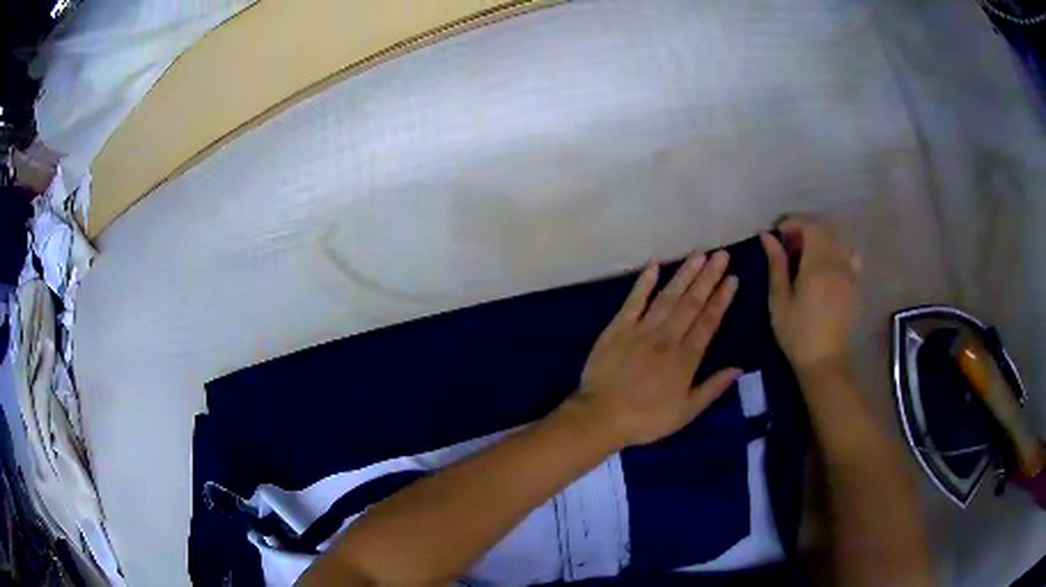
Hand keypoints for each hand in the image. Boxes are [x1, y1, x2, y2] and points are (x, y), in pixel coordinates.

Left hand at [573, 250, 742, 447]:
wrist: (600, 416)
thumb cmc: (645, 419)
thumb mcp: (686, 413)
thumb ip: (712, 388)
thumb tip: (738, 368)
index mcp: (685, 358)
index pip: (709, 322)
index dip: (722, 299)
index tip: (733, 278)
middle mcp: (667, 337)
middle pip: (692, 302)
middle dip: (708, 277)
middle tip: (722, 255)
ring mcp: (642, 329)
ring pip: (668, 296)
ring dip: (684, 274)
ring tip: (699, 255)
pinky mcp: (618, 327)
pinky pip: (634, 300)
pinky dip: (644, 282)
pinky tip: (654, 265)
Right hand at [760, 217, 859, 375]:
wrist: (824, 360)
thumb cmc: (796, 333)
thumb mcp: (779, 300)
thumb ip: (776, 264)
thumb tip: (766, 235)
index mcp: (817, 265)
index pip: (810, 225)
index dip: (793, 222)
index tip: (778, 234)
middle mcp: (837, 262)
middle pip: (825, 228)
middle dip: (806, 228)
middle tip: (789, 245)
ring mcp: (850, 272)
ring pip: (838, 238)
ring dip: (821, 238)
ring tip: (808, 254)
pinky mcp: (856, 283)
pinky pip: (849, 253)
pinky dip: (837, 250)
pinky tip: (828, 266)